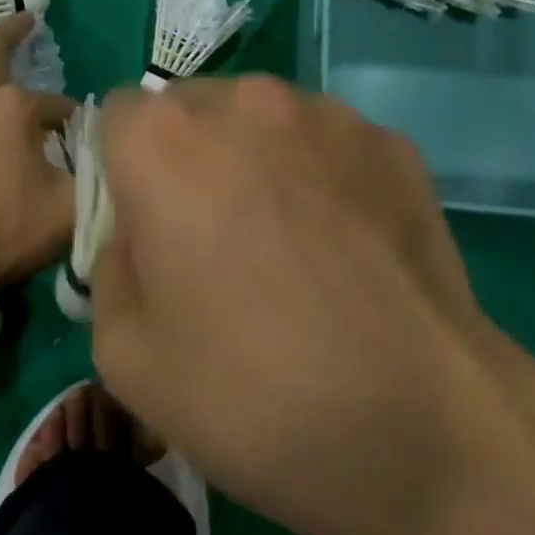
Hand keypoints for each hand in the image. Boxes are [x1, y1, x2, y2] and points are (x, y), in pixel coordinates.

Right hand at [89, 77, 534, 534]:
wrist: (425, 431)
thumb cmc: (253, 396)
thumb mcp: (125, 356)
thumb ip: (109, 269)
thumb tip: (137, 239)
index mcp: (165, 143)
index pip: (115, 119)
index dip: (121, 174)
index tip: (144, 230)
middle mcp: (245, 103)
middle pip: (190, 112)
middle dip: (185, 162)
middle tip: (212, 243)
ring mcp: (330, 116)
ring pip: (261, 122)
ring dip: (254, 163)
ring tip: (287, 248)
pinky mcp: (394, 144)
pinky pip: (327, 145)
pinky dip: (318, 178)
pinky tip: (345, 252)